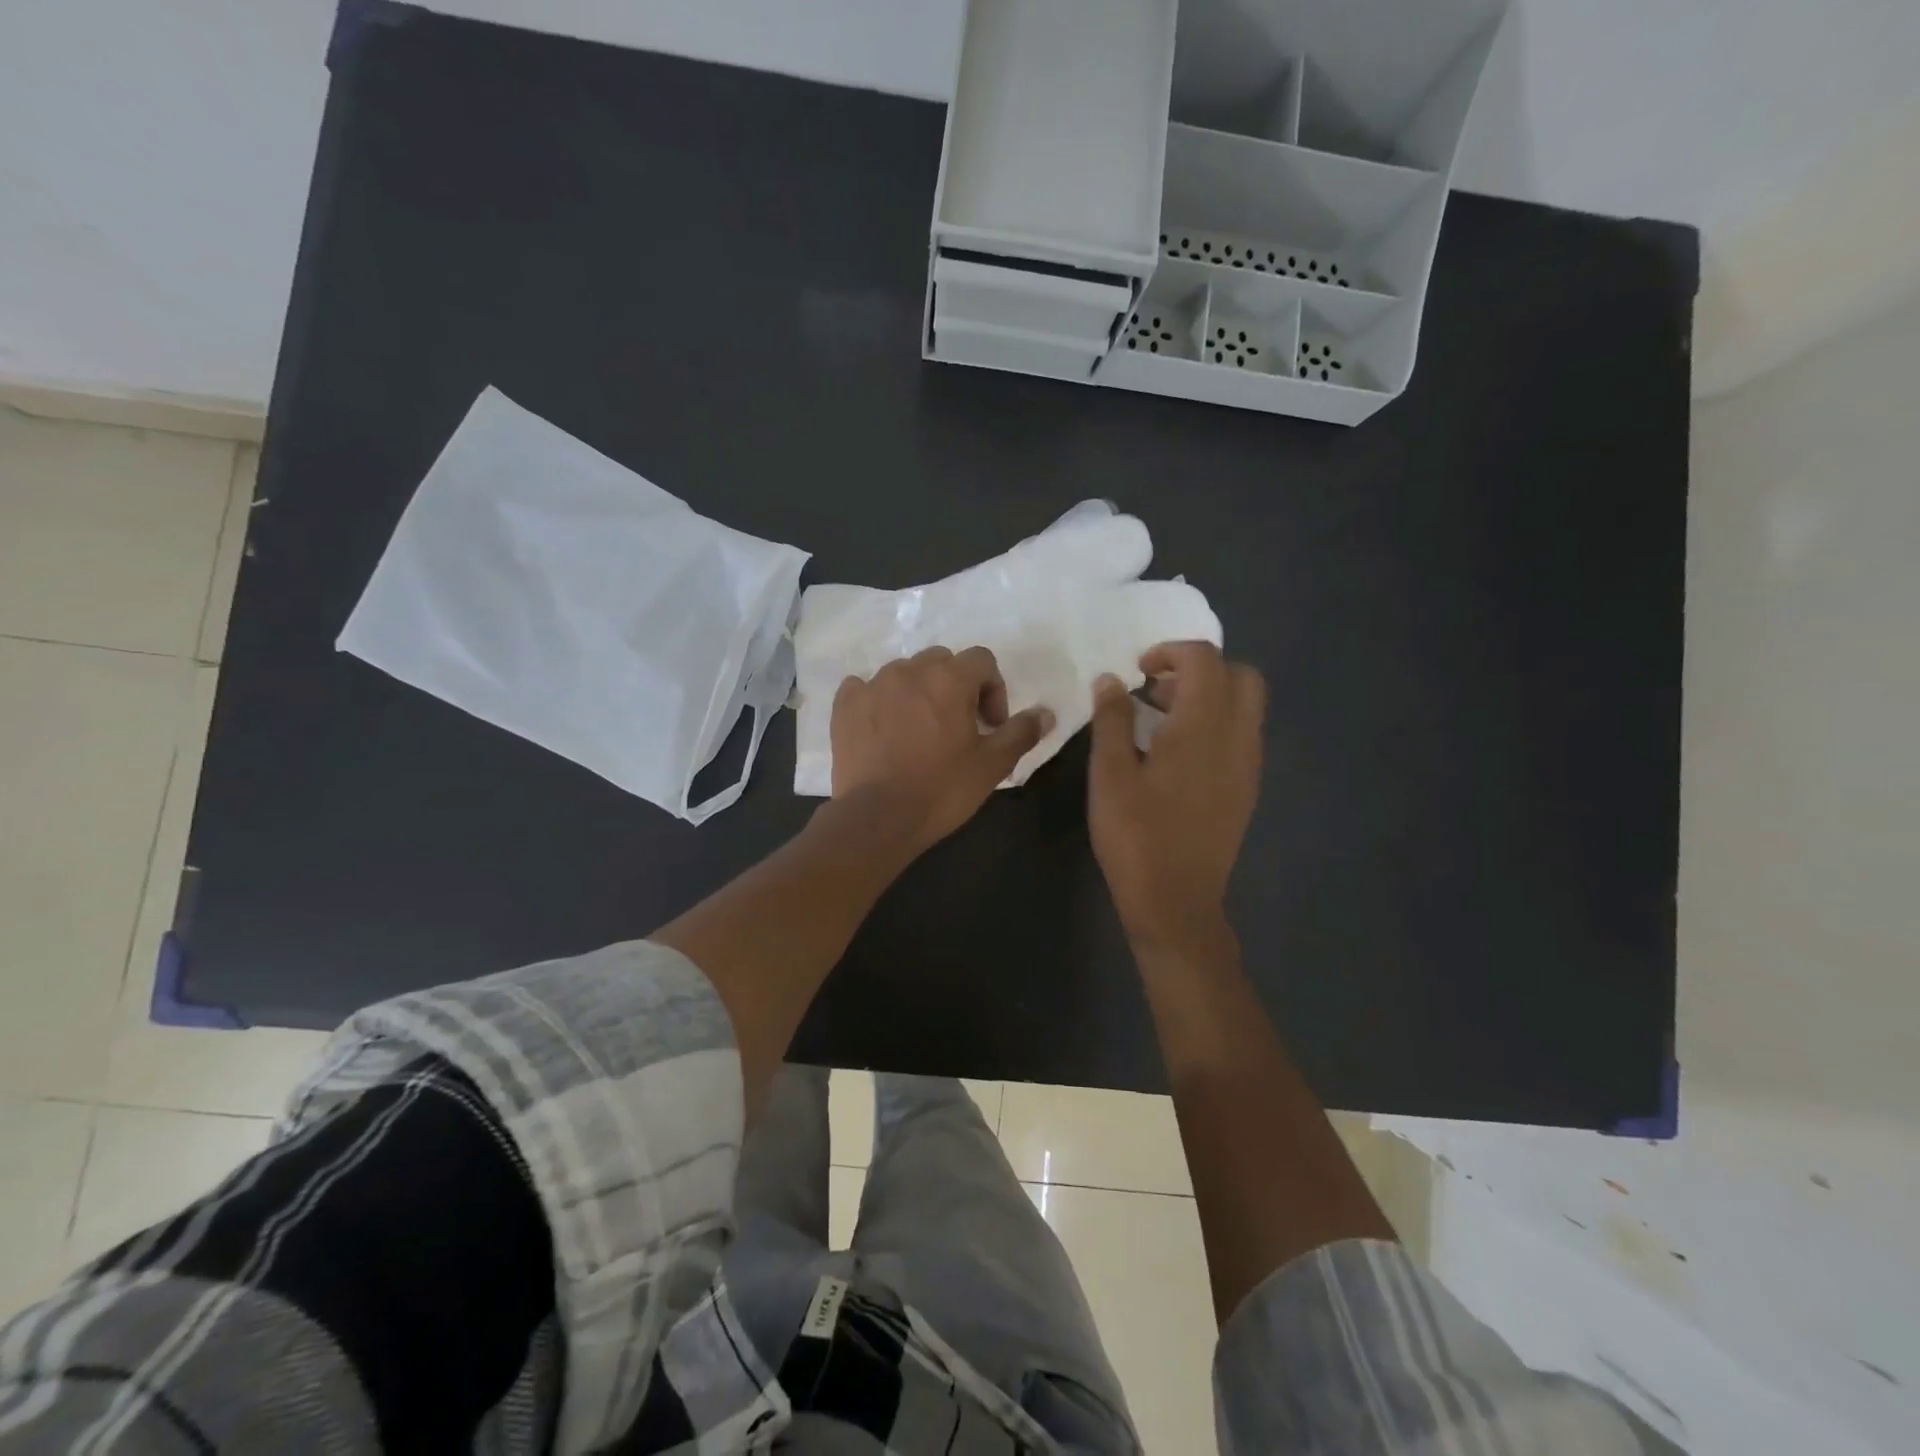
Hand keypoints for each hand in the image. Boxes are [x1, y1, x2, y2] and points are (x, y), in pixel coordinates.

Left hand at [831, 646, 1052, 852]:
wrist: (878, 818)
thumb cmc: (942, 789)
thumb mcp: (992, 765)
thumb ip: (1021, 732)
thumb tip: (1046, 713)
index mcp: (949, 678)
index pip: (982, 660)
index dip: (993, 689)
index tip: (989, 725)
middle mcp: (909, 670)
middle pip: (942, 662)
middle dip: (955, 687)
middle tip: (957, 726)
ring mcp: (872, 684)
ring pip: (904, 673)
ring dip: (918, 692)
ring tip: (918, 730)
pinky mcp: (845, 704)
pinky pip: (865, 687)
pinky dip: (877, 700)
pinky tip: (882, 728)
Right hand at [1088, 643, 1265, 950]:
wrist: (1176, 901)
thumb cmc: (1136, 836)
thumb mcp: (1109, 775)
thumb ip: (1112, 719)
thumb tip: (1112, 680)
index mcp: (1202, 728)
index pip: (1204, 660)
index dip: (1171, 652)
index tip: (1139, 671)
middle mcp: (1236, 738)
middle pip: (1240, 675)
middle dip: (1199, 669)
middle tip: (1157, 689)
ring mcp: (1248, 765)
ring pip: (1246, 705)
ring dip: (1209, 696)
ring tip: (1160, 720)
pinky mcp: (1247, 788)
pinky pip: (1242, 734)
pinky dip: (1216, 723)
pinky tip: (1178, 754)